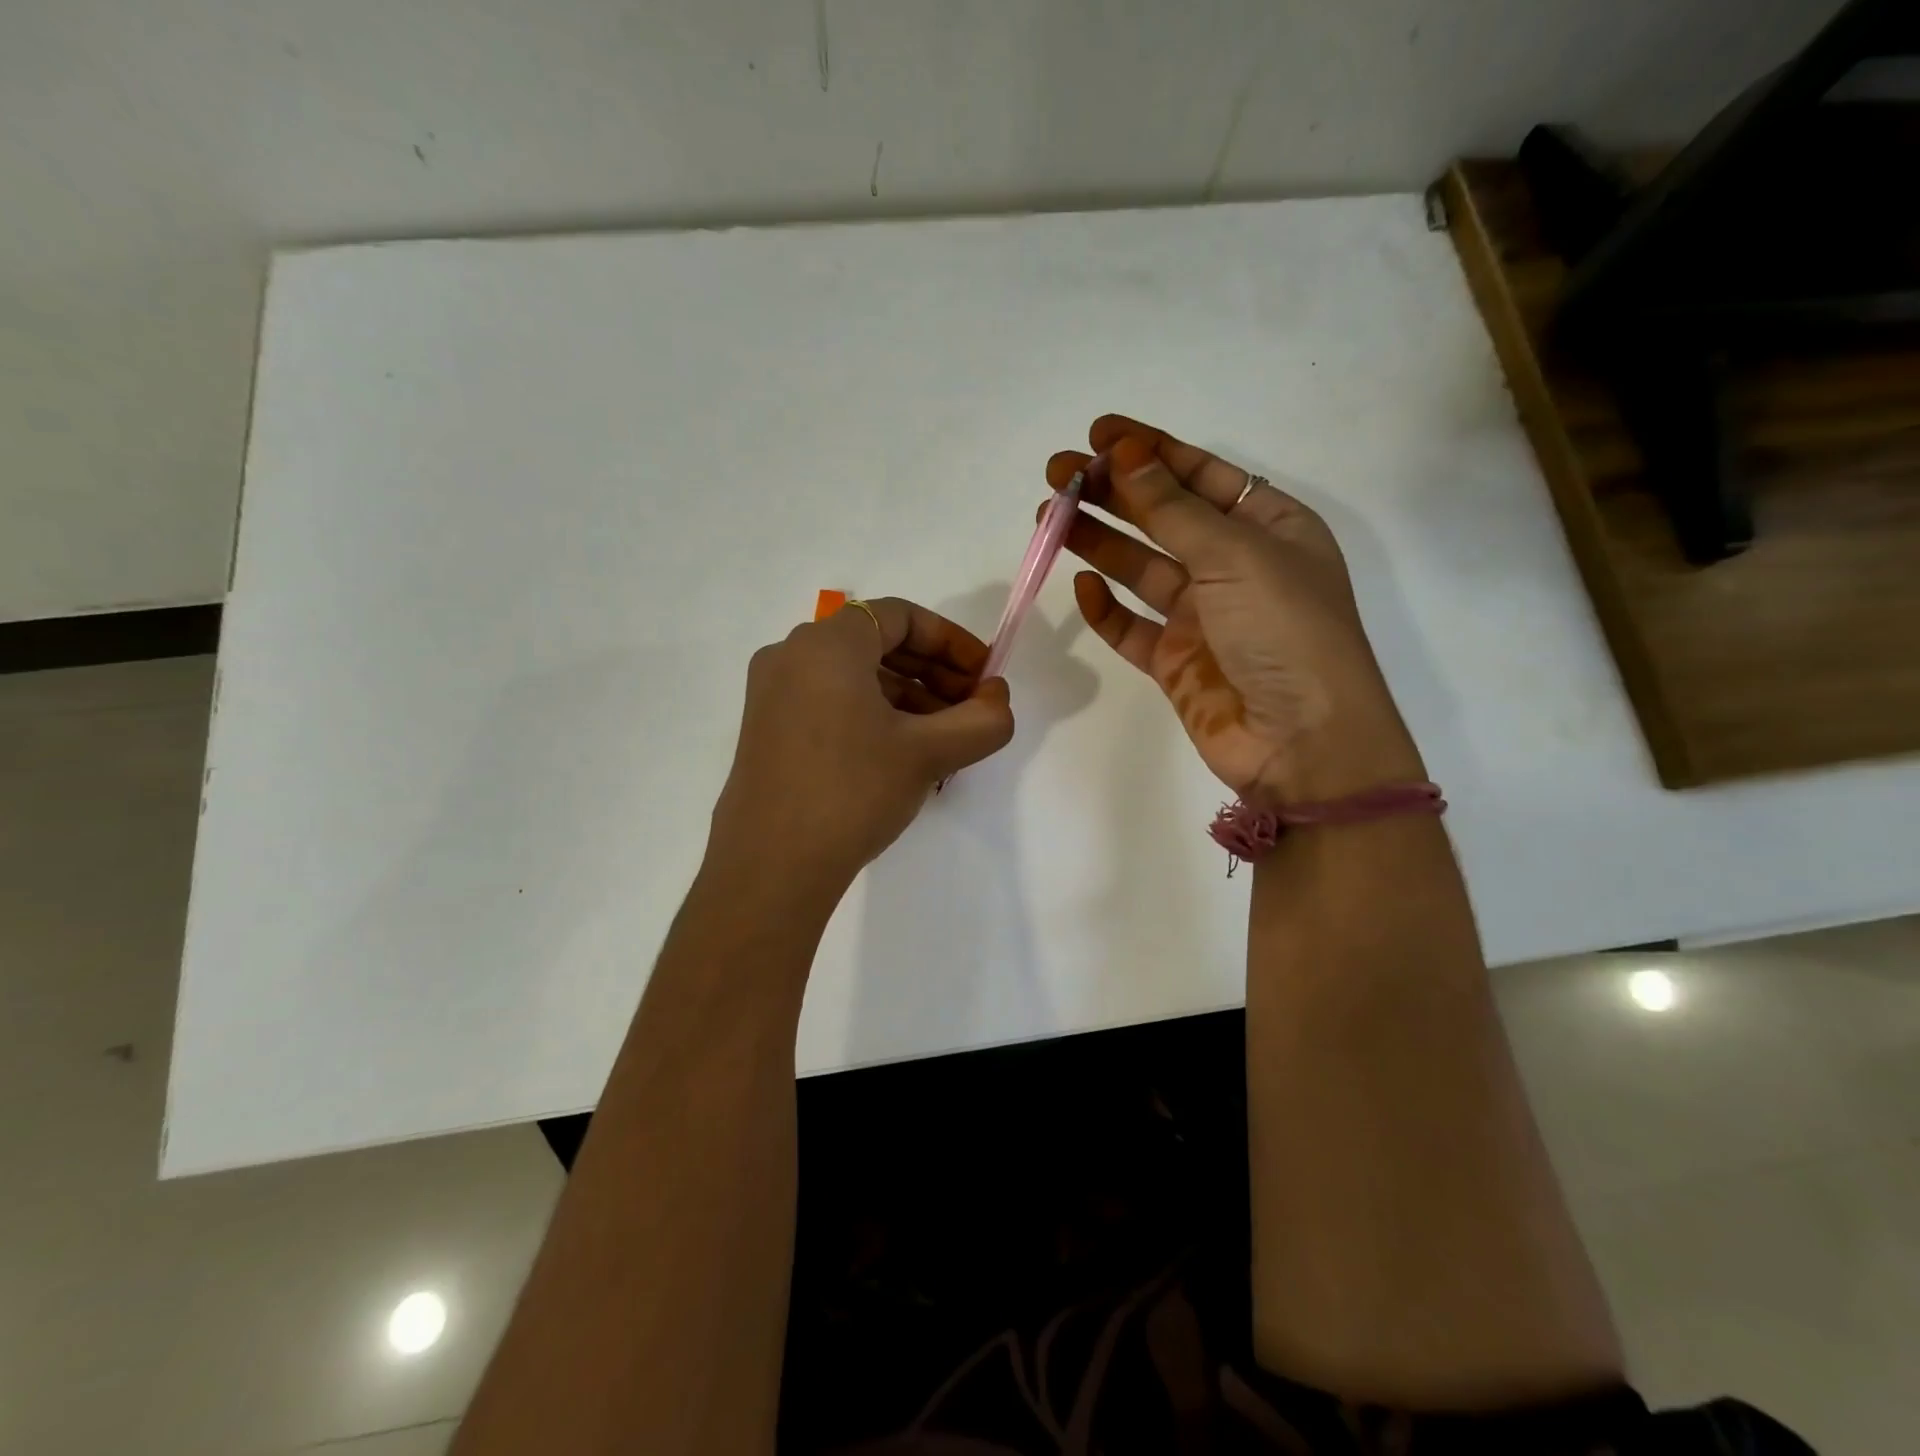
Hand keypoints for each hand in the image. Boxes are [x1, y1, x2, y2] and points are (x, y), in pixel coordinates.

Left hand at [710, 597, 1015, 887]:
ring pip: (854, 676)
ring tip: (944, 739)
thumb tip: (997, 699)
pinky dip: (873, 715)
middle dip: (933, 672)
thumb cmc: (852, 791)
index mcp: (826, 644)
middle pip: (877, 643)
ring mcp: (772, 694)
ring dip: (907, 697)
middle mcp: (791, 656)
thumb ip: (982, 720)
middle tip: (971, 709)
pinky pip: (831, 702)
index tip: (984, 676)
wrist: (771, 867)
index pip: (901, 615)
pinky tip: (902, 755)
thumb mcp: (928, 753)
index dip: (952, 641)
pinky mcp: (767, 730)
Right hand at [1049, 415, 1421, 803]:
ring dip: (1097, 542)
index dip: (1150, 450)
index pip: (1201, 475)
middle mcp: (1235, 567)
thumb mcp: (1235, 554)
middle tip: (1058, 475)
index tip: (1098, 433)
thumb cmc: (1284, 631)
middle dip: (1112, 493)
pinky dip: (1105, 608)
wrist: (1301, 742)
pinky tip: (1080, 585)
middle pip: (1163, 518)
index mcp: (1269, 527)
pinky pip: (1131, 627)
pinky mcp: (1175, 662)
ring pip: (1139, 569)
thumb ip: (1173, 509)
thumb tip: (1125, 456)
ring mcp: (1203, 617)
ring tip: (1049, 517)